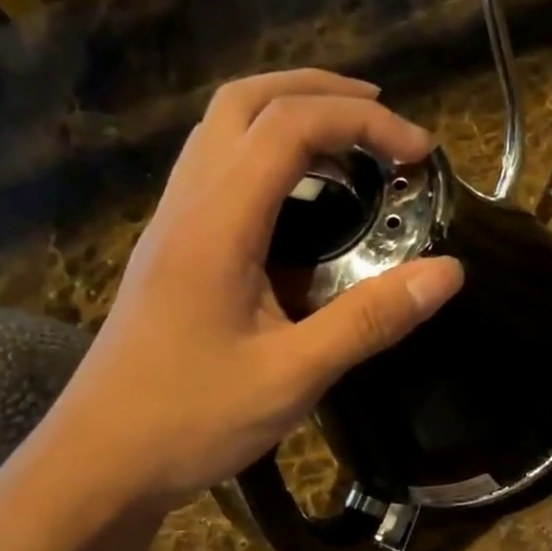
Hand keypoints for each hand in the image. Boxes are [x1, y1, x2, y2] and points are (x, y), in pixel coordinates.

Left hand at [42, 70, 463, 510]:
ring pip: (224, 131)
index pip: (289, 128)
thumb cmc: (193, 419)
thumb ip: (370, 319)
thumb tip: (448, 272)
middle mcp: (187, 205)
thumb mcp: (294, 375)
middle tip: (383, 120)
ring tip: (352, 149)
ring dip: (289, 117)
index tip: (419, 154)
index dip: (363, 123)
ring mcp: (173, 224)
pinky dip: (270, 158)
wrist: (103, 459)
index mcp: (216, 225)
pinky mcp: (174, 249)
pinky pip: (220, 171)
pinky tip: (306, 204)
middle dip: (320, 91)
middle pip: (244, 101)